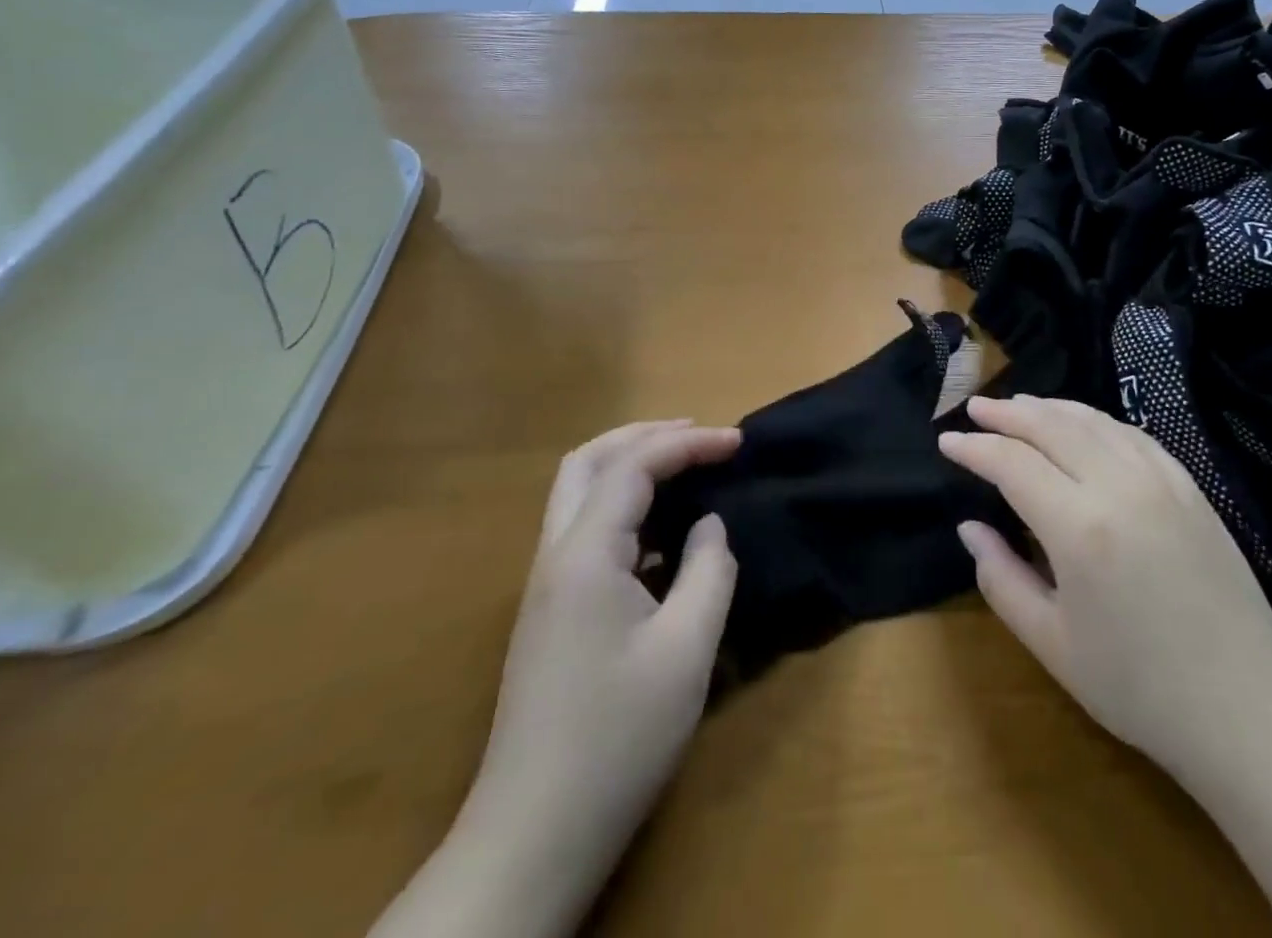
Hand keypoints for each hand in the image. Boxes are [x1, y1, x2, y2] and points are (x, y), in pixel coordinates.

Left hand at [460, 421, 739, 917]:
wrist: (533, 835)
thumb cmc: (618, 737)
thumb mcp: (687, 649)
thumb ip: (708, 570)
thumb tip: (709, 526)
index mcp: (585, 554)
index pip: (635, 466)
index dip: (690, 443)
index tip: (738, 443)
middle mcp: (555, 556)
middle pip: (588, 462)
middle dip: (644, 435)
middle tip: (699, 436)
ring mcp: (545, 586)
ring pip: (579, 494)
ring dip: (630, 467)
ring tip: (684, 468)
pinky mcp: (550, 614)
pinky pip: (585, 532)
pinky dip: (623, 508)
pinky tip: (662, 536)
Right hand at [941, 396, 1271, 781]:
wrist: (1248, 713)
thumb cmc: (1139, 689)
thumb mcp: (1052, 644)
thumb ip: (1001, 578)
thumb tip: (969, 527)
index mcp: (1079, 527)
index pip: (1012, 463)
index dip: (975, 448)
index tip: (947, 441)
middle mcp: (1119, 486)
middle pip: (1051, 426)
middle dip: (1007, 413)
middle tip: (975, 408)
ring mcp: (1162, 481)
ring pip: (1093, 421)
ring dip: (1049, 408)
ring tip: (1018, 405)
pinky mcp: (1190, 487)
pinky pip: (1132, 435)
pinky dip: (1096, 420)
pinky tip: (1082, 425)